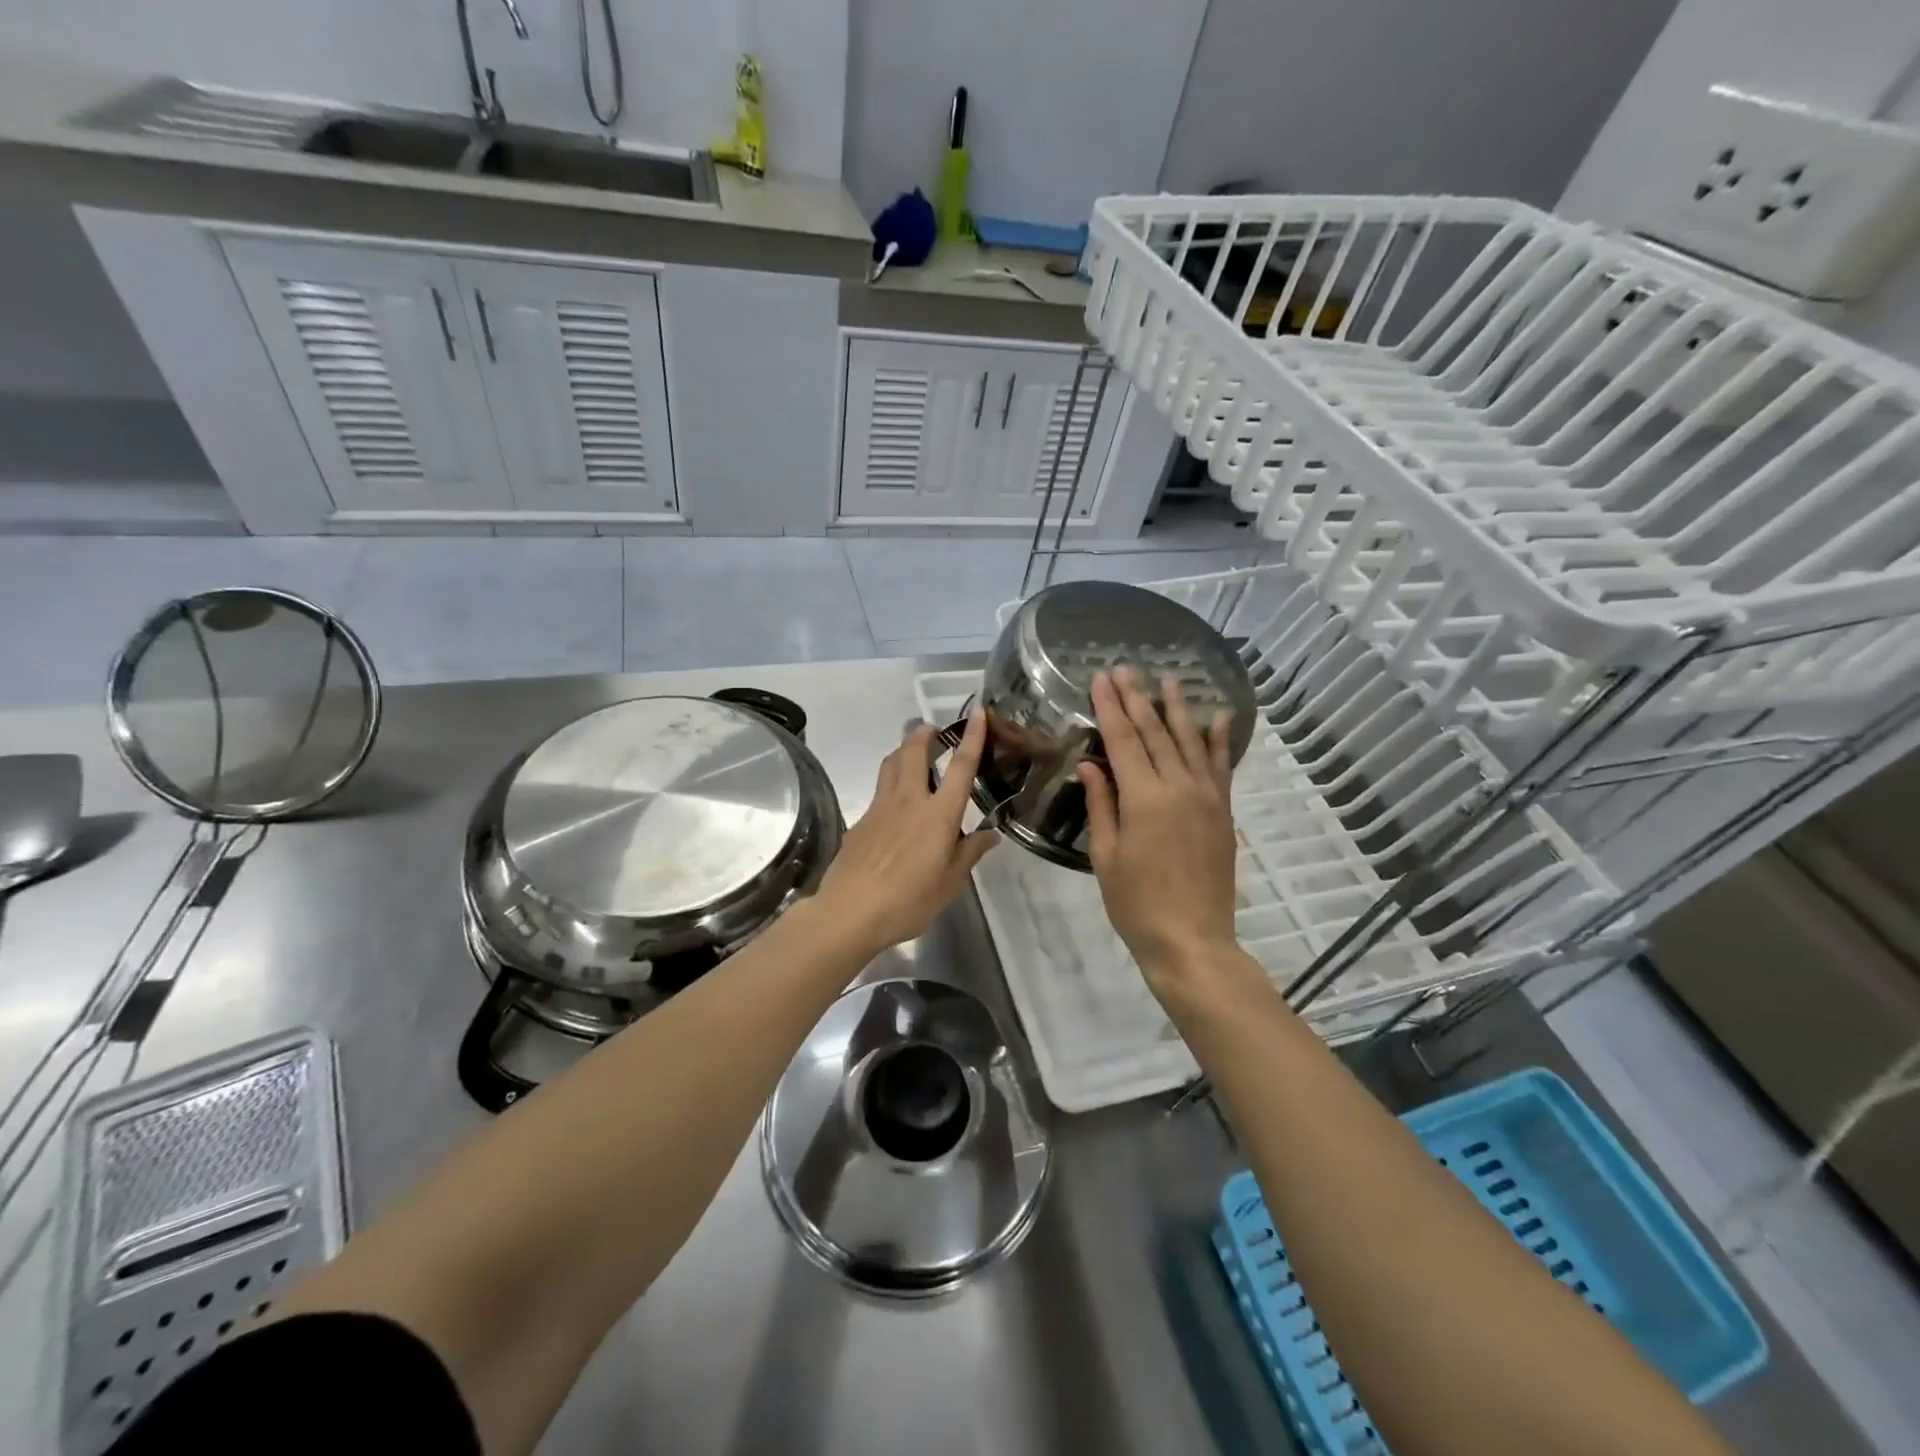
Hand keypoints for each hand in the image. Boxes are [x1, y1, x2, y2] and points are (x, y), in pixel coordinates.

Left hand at [813, 711, 998, 955]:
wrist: (851, 910)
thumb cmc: (909, 900)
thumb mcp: (950, 883)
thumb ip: (970, 853)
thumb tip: (991, 834)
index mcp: (938, 814)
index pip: (961, 766)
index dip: (972, 736)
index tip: (978, 711)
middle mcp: (909, 800)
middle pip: (914, 751)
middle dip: (924, 734)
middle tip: (933, 730)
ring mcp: (880, 807)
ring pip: (890, 763)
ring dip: (903, 750)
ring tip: (912, 753)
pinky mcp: (861, 820)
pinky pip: (878, 790)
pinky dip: (890, 782)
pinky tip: (894, 805)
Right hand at [1078, 668, 1242, 998]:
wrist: (1192, 940)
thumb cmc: (1136, 903)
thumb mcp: (1106, 855)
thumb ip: (1102, 805)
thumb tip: (1091, 765)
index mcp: (1144, 798)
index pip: (1122, 741)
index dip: (1109, 707)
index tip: (1100, 679)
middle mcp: (1178, 788)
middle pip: (1155, 733)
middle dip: (1138, 699)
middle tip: (1125, 669)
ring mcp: (1206, 798)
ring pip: (1190, 742)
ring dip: (1177, 709)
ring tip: (1169, 679)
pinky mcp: (1222, 812)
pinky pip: (1220, 767)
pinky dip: (1218, 741)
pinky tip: (1216, 717)